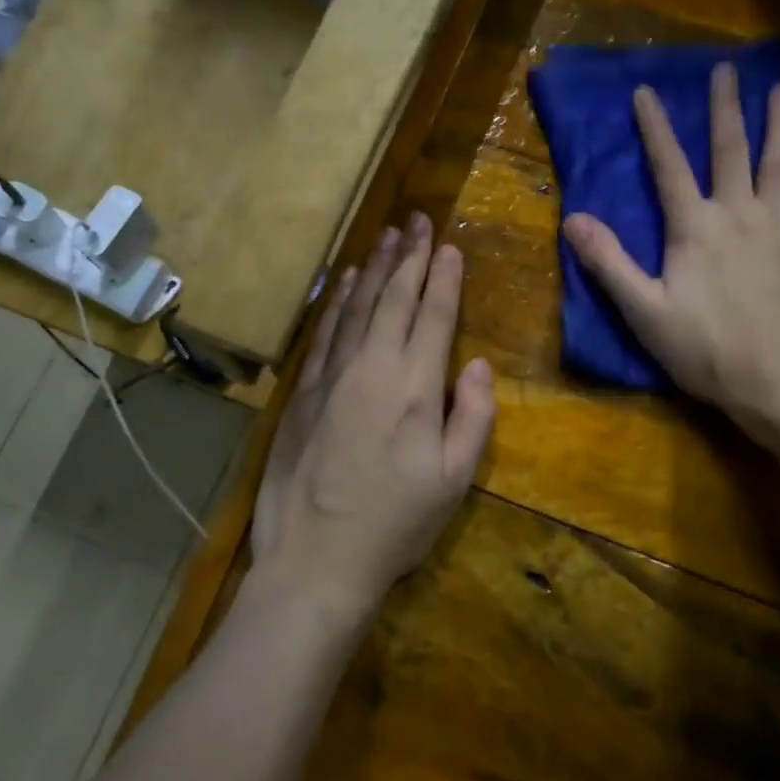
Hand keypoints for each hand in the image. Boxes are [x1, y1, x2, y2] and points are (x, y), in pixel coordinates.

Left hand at [252, 213, 495, 627]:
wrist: (314, 560)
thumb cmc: (394, 524)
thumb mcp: (454, 481)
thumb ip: (472, 416)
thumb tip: (476, 364)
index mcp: (414, 388)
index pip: (434, 316)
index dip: (444, 277)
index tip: (450, 245)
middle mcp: (372, 367)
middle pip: (394, 299)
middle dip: (410, 256)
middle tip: (418, 221)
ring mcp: (331, 375)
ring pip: (357, 306)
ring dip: (375, 268)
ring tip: (388, 236)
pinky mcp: (303, 390)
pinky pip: (324, 331)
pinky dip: (337, 301)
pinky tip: (346, 282)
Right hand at [562, 63, 779, 444]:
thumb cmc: (706, 351)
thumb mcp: (644, 312)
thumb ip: (610, 263)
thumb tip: (573, 219)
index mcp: (694, 228)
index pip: (669, 167)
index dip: (655, 128)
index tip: (645, 91)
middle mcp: (739, 214)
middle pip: (731, 150)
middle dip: (725, 108)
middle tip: (727, 70)